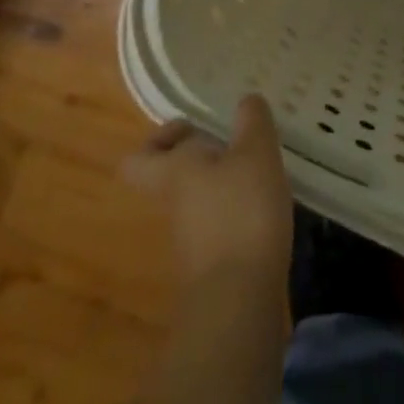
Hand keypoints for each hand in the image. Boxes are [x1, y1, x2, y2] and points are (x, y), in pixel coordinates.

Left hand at [123, 95, 293, 291]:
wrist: (239, 302)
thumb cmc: (242, 212)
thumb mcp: (256, 152)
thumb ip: (252, 121)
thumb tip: (246, 101)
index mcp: (174, 172)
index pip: (138, 159)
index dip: (158, 140)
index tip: (191, 128)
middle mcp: (174, 203)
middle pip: (172, 175)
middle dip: (202, 157)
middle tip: (235, 142)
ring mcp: (191, 237)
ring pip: (197, 197)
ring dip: (224, 181)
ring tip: (260, 167)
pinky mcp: (214, 262)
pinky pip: (218, 222)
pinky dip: (237, 209)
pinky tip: (265, 203)